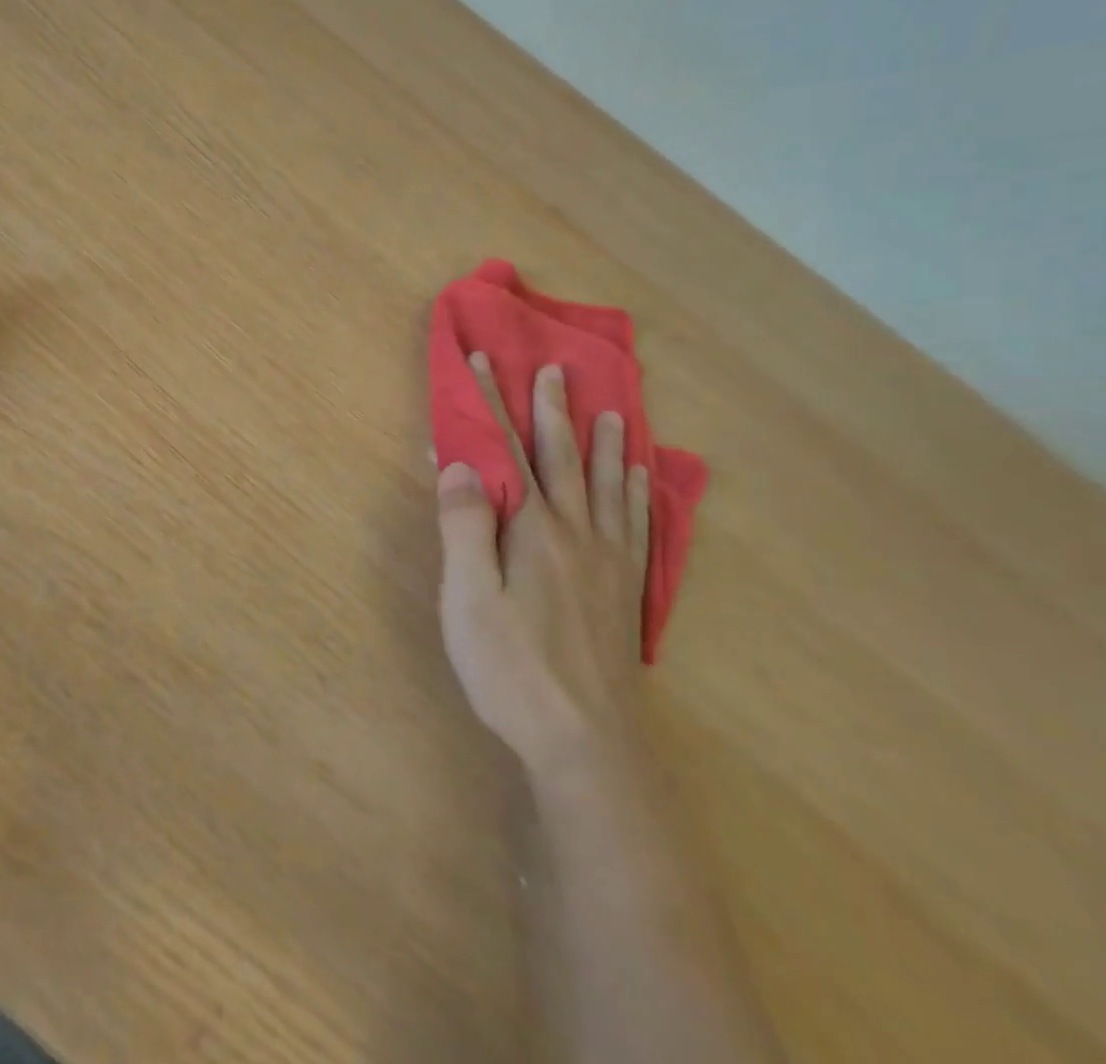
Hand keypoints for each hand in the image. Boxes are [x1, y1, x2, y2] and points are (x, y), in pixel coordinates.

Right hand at [435, 354, 650, 770]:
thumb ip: (464, 527)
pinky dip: (640, 493)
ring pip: (608, 485)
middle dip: (552, 410)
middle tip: (554, 370)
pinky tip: (643, 480)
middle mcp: (575, 532)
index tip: (481, 362)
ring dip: (606, 444)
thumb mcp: (468, 600)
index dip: (490, 405)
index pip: (507, 451)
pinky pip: (638, 525)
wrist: (588, 742)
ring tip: (614, 411)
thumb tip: (461, 464)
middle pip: (562, 458)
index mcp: (531, 529)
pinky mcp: (627, 589)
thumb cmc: (513, 670)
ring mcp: (608, 560)